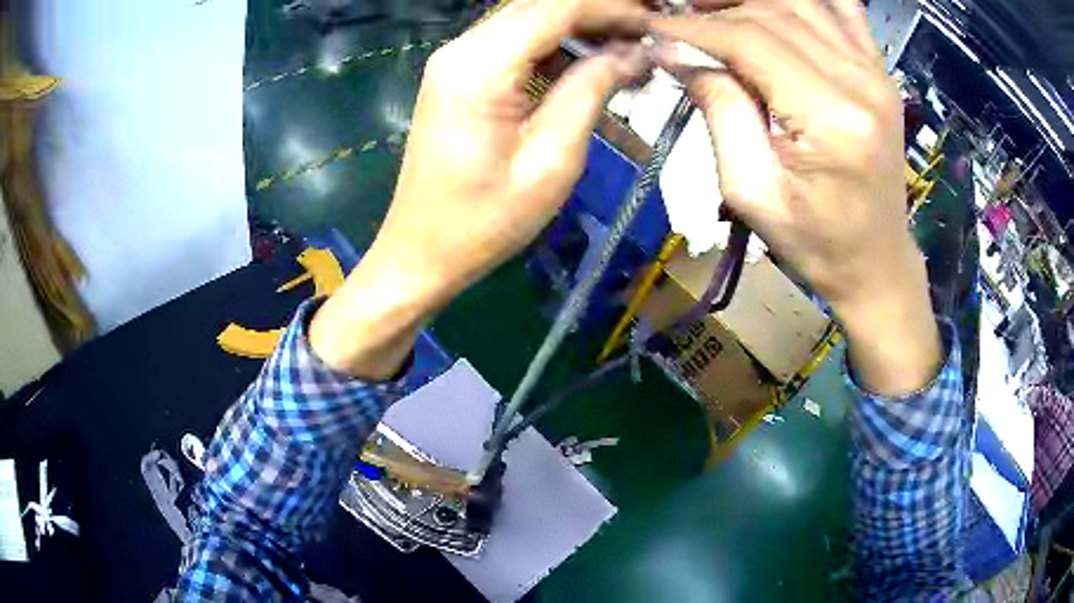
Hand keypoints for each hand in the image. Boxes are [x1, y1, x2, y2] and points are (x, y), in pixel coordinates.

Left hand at [310, 0, 650, 378]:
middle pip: (539, 7)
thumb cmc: (486, 220)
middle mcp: (460, 50)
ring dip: (578, 31)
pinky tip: (586, 69)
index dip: (611, 10)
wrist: (422, 252)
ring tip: (626, 55)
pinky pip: (511, 45)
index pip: (556, 8)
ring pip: (527, 21)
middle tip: (645, 38)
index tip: (654, 26)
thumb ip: (591, 91)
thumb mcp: (552, 158)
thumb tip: (631, 54)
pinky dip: (553, 49)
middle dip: (597, 15)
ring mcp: (454, 62)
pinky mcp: (456, 77)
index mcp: (480, 67)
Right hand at [651, 0, 941, 394]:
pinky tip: (774, 6)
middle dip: (717, 9)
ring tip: (713, 8)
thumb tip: (677, 51)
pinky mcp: (882, 73)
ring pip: (802, 3)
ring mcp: (878, 73)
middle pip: (775, 13)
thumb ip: (719, 109)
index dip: (693, 27)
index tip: (653, 27)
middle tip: (678, 18)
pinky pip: (842, 9)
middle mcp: (861, 83)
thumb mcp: (752, 191)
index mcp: (831, 120)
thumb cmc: (814, 242)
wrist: (876, 261)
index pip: (750, 41)